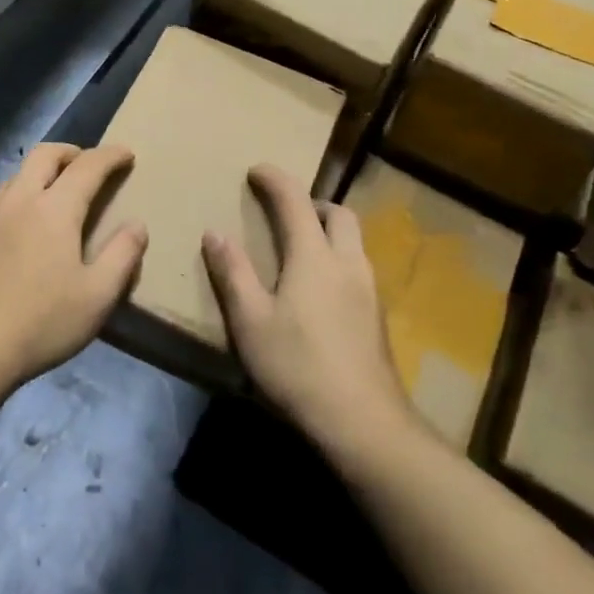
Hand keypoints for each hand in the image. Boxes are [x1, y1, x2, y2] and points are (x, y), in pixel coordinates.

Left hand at [0, 143, 146, 394]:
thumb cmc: (41, 322)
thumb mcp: (97, 296)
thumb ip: (122, 256)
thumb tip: (137, 225)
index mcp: (55, 208)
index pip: (88, 165)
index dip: (110, 156)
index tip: (127, 154)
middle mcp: (21, 199)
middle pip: (46, 154)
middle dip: (73, 151)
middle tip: (91, 165)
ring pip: (20, 171)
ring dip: (45, 169)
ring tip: (61, 190)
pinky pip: (5, 194)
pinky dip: (25, 190)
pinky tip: (30, 221)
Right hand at [202, 165, 417, 461]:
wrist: (365, 424)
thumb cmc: (299, 367)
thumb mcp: (251, 322)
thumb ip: (232, 274)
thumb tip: (214, 233)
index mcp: (314, 255)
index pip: (294, 199)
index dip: (275, 179)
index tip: (257, 170)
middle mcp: (347, 261)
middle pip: (338, 213)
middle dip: (312, 202)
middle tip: (286, 213)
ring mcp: (369, 289)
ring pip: (354, 241)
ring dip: (329, 231)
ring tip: (302, 251)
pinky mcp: (379, 317)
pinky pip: (359, 268)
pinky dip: (338, 260)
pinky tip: (322, 292)